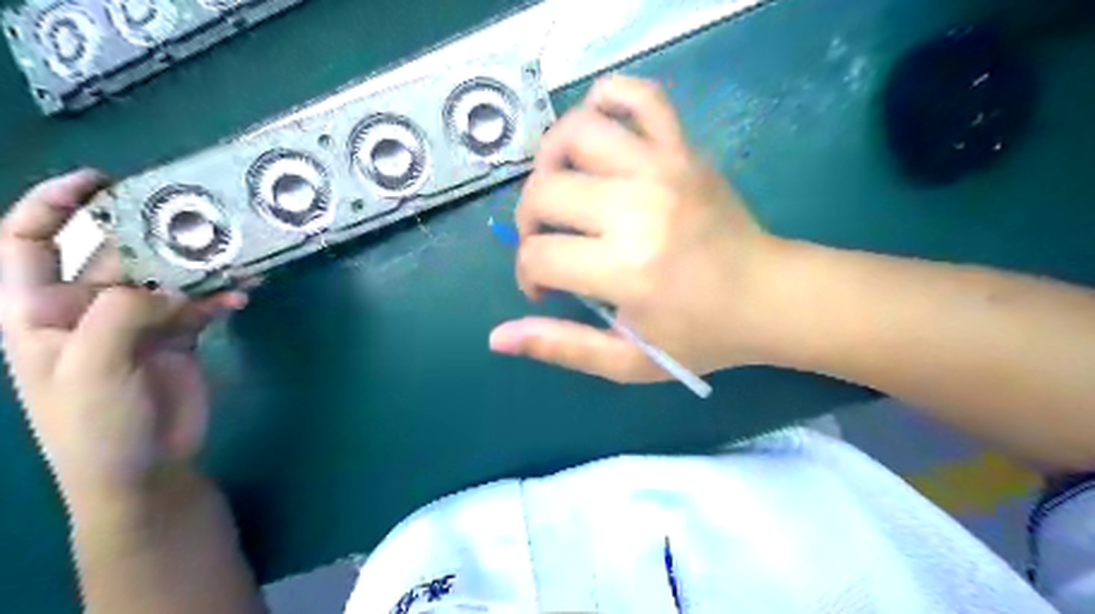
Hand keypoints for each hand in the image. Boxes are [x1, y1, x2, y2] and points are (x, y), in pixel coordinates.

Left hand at [0, 170, 246, 509]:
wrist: (144, 470)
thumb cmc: (94, 426)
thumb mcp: (90, 368)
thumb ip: (119, 314)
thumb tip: (168, 286)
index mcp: (41, 312)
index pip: (28, 243)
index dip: (54, 205)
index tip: (102, 181)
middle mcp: (88, 310)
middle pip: (116, 256)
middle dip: (152, 236)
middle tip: (198, 220)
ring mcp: (138, 324)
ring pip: (167, 279)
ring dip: (199, 268)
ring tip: (234, 256)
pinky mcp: (178, 339)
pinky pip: (199, 306)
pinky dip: (220, 298)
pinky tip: (240, 298)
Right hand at [487, 76, 778, 383]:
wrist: (770, 297)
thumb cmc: (700, 336)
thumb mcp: (627, 362)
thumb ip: (562, 347)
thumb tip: (497, 337)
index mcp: (626, 269)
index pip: (538, 255)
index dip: (527, 274)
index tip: (544, 289)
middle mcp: (639, 209)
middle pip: (544, 191)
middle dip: (529, 222)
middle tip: (549, 243)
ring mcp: (663, 168)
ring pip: (575, 132)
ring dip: (550, 161)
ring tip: (563, 190)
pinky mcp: (684, 149)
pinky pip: (639, 95)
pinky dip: (606, 99)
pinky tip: (597, 134)